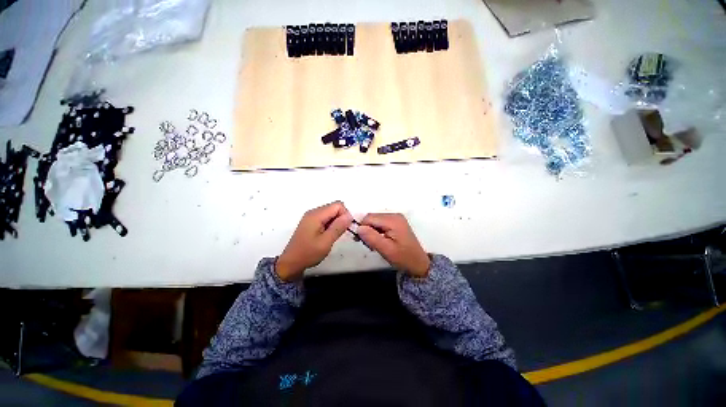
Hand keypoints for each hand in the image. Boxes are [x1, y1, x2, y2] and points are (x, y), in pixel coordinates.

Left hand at [276, 201, 352, 281]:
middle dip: (341, 218)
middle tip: (340, 233)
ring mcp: (311, 217)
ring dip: (336, 222)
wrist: (291, 263)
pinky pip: (325, 218)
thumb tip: (349, 216)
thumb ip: (338, 227)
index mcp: (316, 215)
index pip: (338, 205)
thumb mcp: (326, 242)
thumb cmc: (308, 253)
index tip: (345, 228)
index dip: (345, 215)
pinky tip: (328, 235)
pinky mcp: (311, 222)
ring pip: (331, 213)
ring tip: (333, 236)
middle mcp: (313, 212)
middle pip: (334, 207)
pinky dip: (331, 224)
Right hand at [357, 213, 430, 277]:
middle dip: (366, 230)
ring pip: (374, 220)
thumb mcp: (386, 250)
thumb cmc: (403, 258)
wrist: (418, 263)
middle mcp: (394, 215)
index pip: (369, 218)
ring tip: (375, 244)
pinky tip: (380, 240)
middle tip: (369, 244)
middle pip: (372, 218)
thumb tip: (358, 228)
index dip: (362, 228)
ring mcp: (395, 218)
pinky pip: (380, 223)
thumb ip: (372, 237)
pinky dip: (376, 231)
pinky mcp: (395, 222)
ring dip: (371, 231)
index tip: (362, 241)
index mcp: (393, 220)